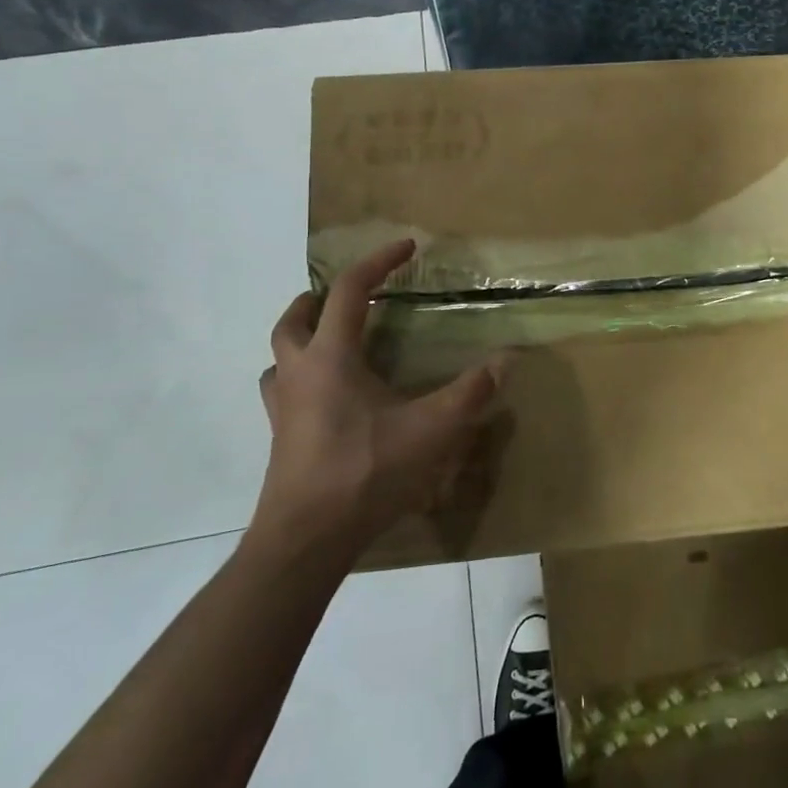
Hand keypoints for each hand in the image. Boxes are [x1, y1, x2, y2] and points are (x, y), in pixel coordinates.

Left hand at [249, 240, 505, 569]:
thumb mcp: (432, 429)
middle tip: (348, 295)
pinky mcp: (281, 441)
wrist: (306, 540)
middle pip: (294, 320)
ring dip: (301, 340)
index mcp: (331, 357)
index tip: (406, 247)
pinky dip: (301, 380)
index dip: (378, 262)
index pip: (350, 291)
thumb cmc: (366, 471)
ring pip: (279, 358)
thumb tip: (507, 360)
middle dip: (318, 299)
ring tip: (332, 343)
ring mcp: (283, 410)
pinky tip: (328, 400)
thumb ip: (472, 392)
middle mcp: (299, 374)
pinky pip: (283, 394)